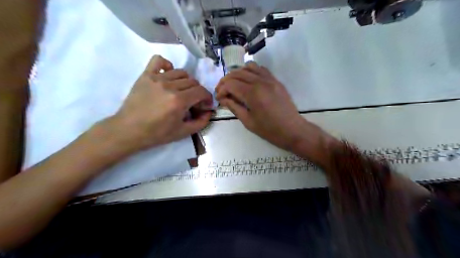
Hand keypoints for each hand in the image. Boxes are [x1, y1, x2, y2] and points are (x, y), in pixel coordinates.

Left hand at [110, 55, 211, 150]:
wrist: (128, 130)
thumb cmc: (156, 134)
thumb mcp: (183, 132)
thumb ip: (200, 122)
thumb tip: (209, 112)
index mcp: (179, 101)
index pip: (202, 91)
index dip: (207, 98)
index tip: (205, 105)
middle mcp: (170, 86)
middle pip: (193, 82)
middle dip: (198, 92)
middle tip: (193, 102)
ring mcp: (156, 78)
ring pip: (181, 72)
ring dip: (186, 82)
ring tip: (182, 91)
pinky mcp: (145, 75)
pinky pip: (159, 60)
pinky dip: (167, 65)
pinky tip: (168, 75)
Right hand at [217, 63, 308, 150]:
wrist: (292, 130)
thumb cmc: (269, 130)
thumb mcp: (248, 121)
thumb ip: (234, 107)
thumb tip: (223, 99)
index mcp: (252, 93)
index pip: (230, 84)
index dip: (221, 90)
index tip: (218, 99)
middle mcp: (260, 82)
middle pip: (237, 73)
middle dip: (225, 81)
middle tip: (222, 91)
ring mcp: (270, 79)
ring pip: (248, 67)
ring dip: (237, 74)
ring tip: (234, 84)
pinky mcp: (275, 80)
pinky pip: (261, 69)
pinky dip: (251, 71)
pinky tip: (248, 81)